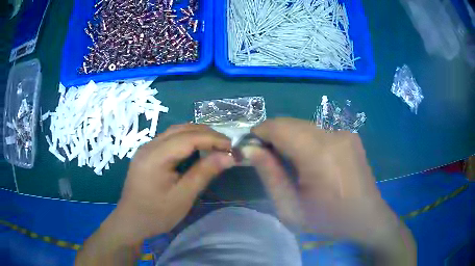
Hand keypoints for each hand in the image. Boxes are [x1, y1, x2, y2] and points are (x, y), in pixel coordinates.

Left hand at [107, 124, 234, 245]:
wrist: (131, 222)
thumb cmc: (156, 214)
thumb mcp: (183, 197)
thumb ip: (204, 173)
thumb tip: (229, 157)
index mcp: (155, 156)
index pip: (188, 138)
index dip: (213, 139)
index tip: (232, 146)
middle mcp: (149, 146)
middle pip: (181, 129)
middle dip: (206, 134)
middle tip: (226, 146)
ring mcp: (146, 148)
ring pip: (175, 132)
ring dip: (197, 135)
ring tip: (215, 146)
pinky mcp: (146, 154)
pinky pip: (169, 139)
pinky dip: (186, 140)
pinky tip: (195, 149)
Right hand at [243, 118, 415, 264]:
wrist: (367, 218)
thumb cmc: (329, 220)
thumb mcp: (291, 208)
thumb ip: (269, 175)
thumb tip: (249, 149)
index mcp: (319, 154)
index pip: (278, 127)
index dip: (258, 133)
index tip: (250, 149)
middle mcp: (333, 135)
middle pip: (290, 123)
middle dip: (272, 136)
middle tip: (265, 158)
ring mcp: (344, 133)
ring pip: (304, 126)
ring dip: (289, 138)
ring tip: (287, 161)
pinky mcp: (350, 136)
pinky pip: (318, 132)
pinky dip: (305, 140)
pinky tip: (309, 161)